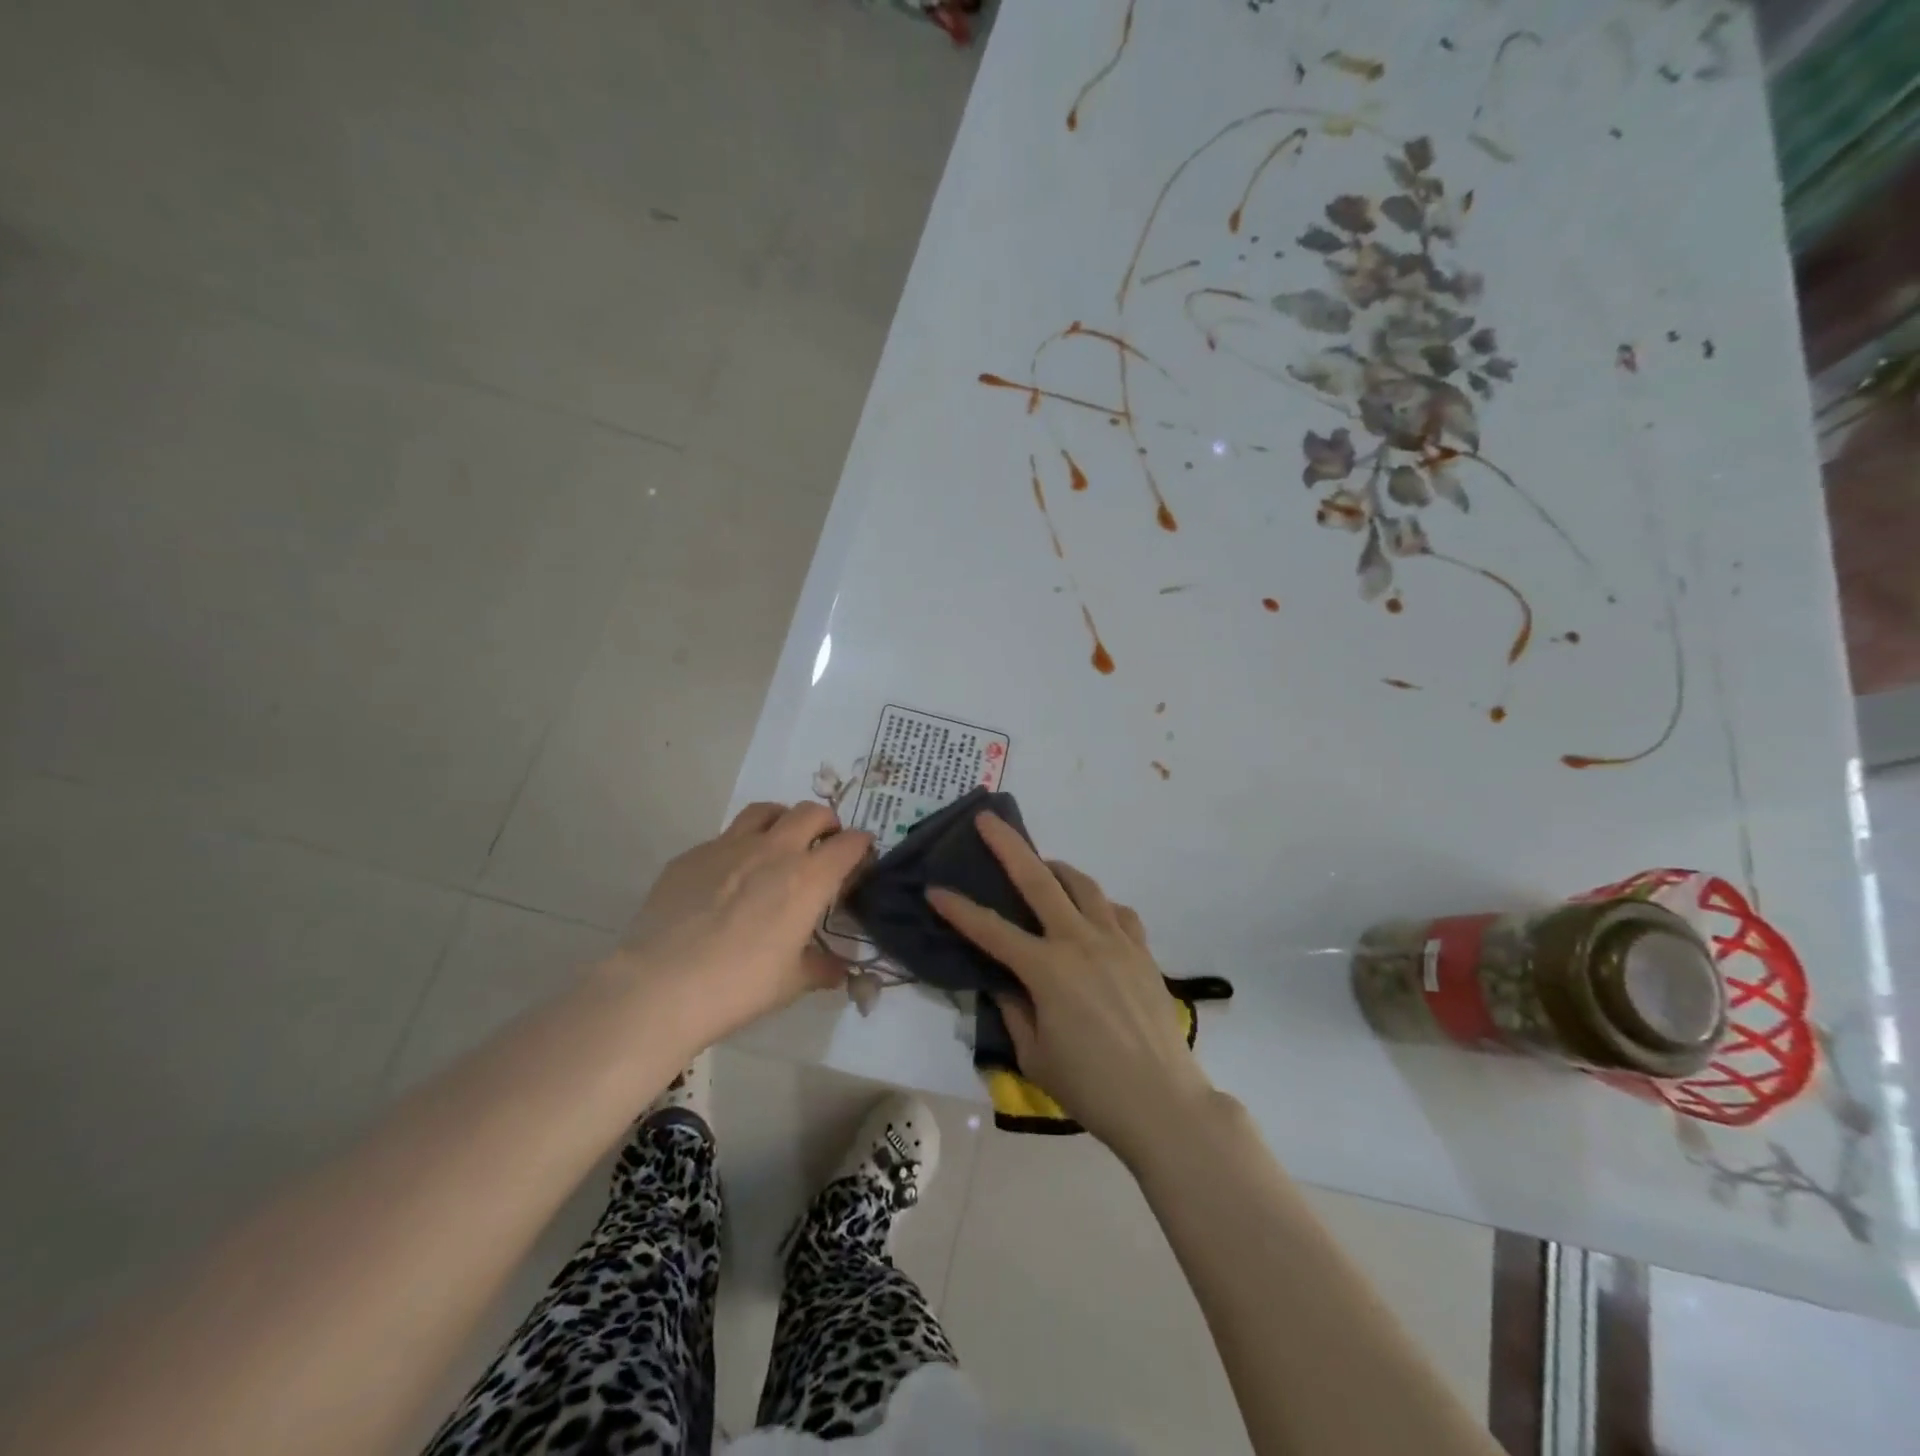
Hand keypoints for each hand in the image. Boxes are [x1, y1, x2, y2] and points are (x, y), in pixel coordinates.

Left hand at [622, 802, 872, 1043]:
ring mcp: (728, 847)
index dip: (861, 847)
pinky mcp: (691, 855)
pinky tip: (728, 877)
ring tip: (781, 842)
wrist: (660, 985)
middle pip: (812, 812)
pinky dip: (738, 846)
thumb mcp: (791, 983)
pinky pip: (723, 837)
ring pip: (766, 811)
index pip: (850, 844)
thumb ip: (821, 968)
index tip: (861, 859)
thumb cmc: (739, 985)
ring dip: (783, 820)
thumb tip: (839, 969)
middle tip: (825, 844)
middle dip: (827, 823)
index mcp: (808, 878)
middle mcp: (774, 850)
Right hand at [927, 812, 1214, 1162]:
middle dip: (1008, 847)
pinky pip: (1117, 911)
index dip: (958, 910)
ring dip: (1057, 869)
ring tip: (1043, 867)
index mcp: (1047, 970)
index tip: (934, 890)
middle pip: (1039, 880)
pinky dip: (1098, 903)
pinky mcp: (1142, 951)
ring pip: (1083, 886)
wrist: (1164, 1103)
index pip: (991, 930)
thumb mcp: (1035, 1056)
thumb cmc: (1091, 1087)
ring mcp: (1116, 941)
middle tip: (988, 820)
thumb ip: (1014, 1011)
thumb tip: (1005, 984)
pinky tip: (1091, 913)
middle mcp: (1080, 942)